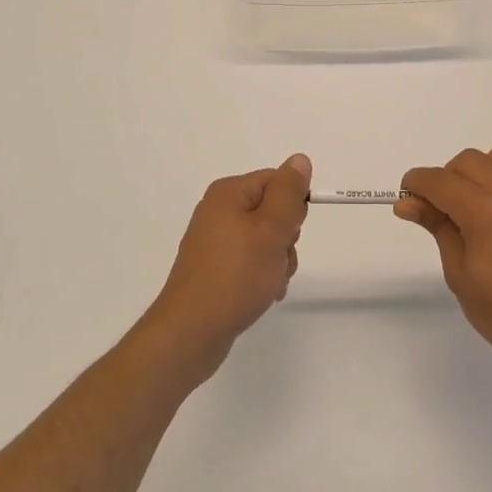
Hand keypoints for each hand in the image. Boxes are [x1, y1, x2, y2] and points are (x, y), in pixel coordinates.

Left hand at [144, 154, 310, 383]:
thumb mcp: (271, 230)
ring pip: (266, 240)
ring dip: (278, 262)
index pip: (276, 181)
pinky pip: (251, 261)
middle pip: (272, 211)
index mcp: (228, 193)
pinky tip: (262, 294)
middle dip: (286, 238)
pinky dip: (263, 276)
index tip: (290, 232)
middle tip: (276, 259)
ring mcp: (215, 241)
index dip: (292, 206)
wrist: (192, 331)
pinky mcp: (216, 268)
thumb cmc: (235, 276)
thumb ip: (288, 193)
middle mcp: (218, 211)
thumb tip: (299, 159)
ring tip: (268, 283)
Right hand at [398, 146, 491, 384]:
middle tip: (444, 212)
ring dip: (485, 171)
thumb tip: (407, 203)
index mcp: (482, 211)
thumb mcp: (459, 273)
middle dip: (447, 179)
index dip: (416, 184)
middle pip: (467, 161)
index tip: (408, 198)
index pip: (438, 180)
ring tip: (482, 203)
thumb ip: (436, 227)